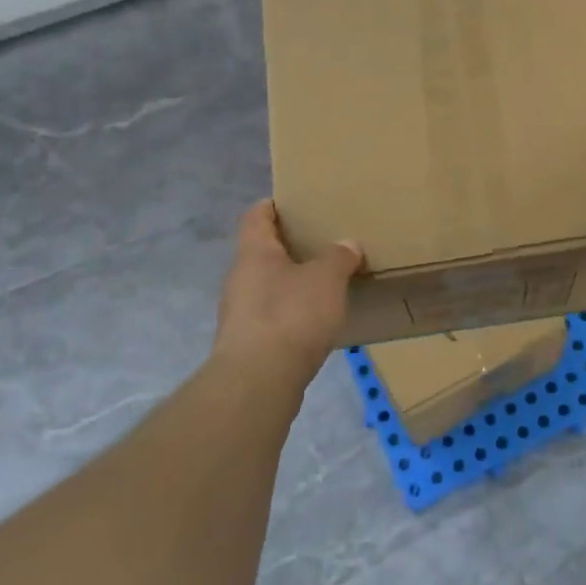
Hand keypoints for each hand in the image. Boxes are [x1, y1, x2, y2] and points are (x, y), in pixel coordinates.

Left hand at [212, 200, 360, 380]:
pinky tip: (314, 322)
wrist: (258, 381)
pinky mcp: (247, 344)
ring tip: (324, 284)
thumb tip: (347, 244)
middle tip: (322, 243)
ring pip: (267, 286)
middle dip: (289, 247)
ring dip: (290, 283)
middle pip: (262, 252)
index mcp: (254, 252)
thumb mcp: (326, 279)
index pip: (257, 216)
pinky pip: (271, 317)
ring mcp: (239, 313)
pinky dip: (290, 314)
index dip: (274, 206)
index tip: (296, 203)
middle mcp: (239, 278)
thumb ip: (338, 257)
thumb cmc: (291, 315)